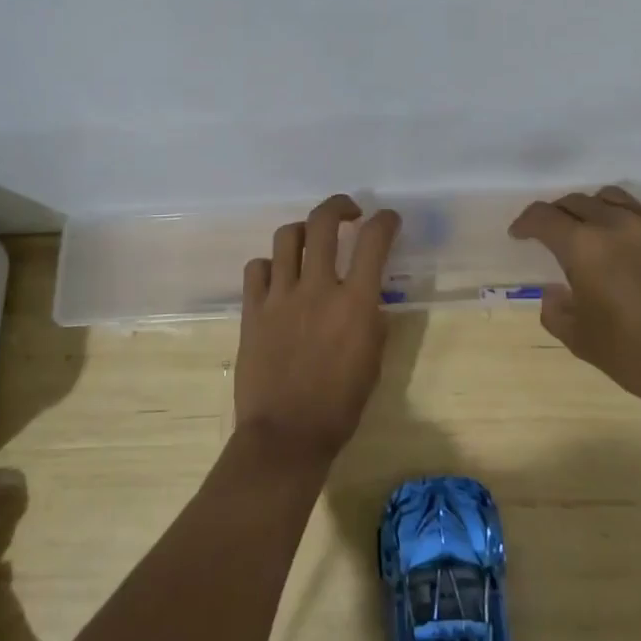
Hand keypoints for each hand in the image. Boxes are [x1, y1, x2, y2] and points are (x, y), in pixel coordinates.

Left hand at [235, 195, 401, 467]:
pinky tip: (278, 277)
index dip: (384, 221)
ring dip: (303, 231)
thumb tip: (368, 297)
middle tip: (348, 212)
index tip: (388, 219)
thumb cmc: (340, 406)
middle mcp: (316, 288)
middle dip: (339, 206)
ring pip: (286, 237)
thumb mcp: (373, 361)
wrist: (286, 434)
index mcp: (354, 303)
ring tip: (310, 240)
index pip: (373, 241)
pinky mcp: (253, 310)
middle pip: (323, 223)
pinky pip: (257, 268)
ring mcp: (280, 296)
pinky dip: (270, 265)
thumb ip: (371, 320)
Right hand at [508, 186, 640, 403]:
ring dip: (593, 209)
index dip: (526, 223)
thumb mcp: (580, 340)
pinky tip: (628, 248)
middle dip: (557, 214)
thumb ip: (556, 310)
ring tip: (591, 231)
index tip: (519, 235)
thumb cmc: (635, 354)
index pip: (544, 216)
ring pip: (612, 198)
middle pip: (577, 201)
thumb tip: (554, 292)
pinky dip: (625, 222)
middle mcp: (617, 224)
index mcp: (584, 246)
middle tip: (552, 234)